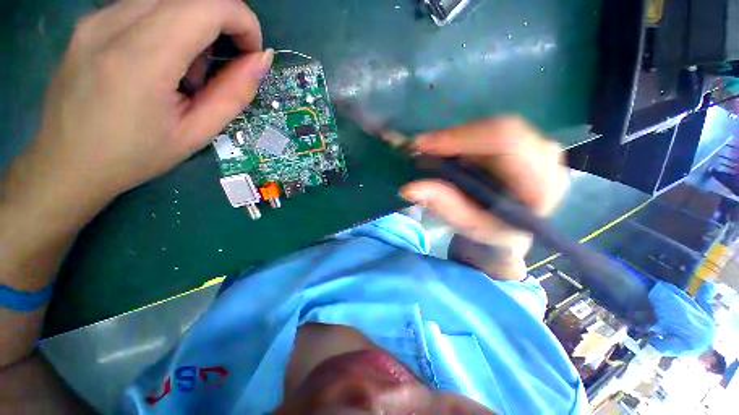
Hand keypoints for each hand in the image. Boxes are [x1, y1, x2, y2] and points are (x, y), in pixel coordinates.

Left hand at [9, 0, 271, 210]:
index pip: (208, 5)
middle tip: (224, 65)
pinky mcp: (90, 21)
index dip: (243, 21)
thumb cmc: (135, 156)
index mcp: (140, 58)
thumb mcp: (197, 133)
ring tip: (187, 72)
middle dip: (223, 22)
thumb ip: (233, 94)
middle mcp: (113, 23)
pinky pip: (145, 6)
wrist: (66, 164)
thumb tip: (262, 60)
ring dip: (195, 26)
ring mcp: (97, 18)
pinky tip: (161, 62)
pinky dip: (170, 26)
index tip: (252, 54)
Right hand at [400, 117, 568, 276]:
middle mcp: (547, 160)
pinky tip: (451, 151)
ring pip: (494, 128)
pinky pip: (491, 132)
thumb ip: (442, 204)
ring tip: (434, 151)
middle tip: (422, 146)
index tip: (423, 144)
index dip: (462, 138)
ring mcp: (538, 148)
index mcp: (541, 185)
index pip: (507, 143)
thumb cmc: (491, 232)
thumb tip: (408, 188)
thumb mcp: (466, 223)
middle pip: (500, 130)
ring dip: (459, 138)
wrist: (508, 232)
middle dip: (456, 137)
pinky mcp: (525, 144)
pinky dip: (466, 139)